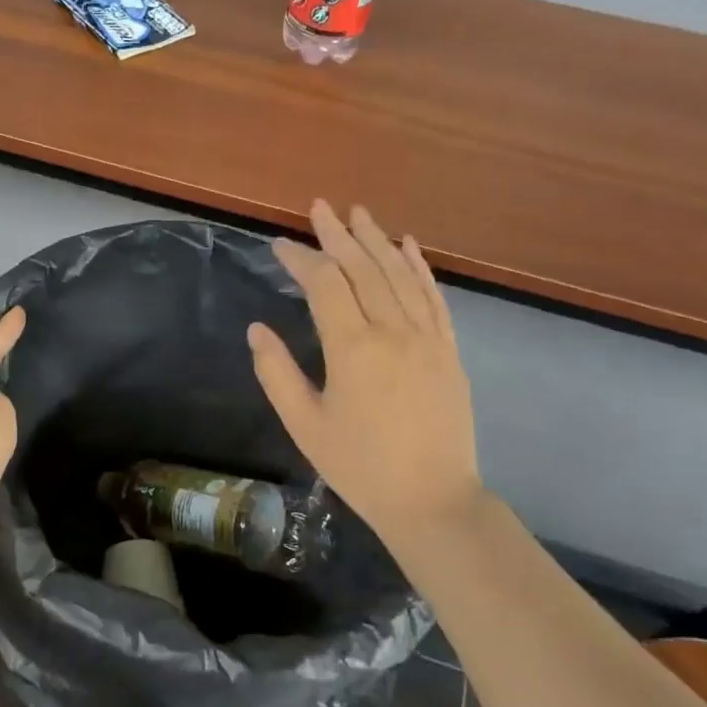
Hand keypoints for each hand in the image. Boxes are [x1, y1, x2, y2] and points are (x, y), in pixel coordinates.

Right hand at [250, 200, 480, 554]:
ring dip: (377, 240)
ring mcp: (427, 338)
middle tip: (319, 207)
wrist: (432, 499)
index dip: (301, 259)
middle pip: (363, 268)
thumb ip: (277, 373)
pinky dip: (419, 267)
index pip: (325, 284)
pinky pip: (433, 297)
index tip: (280, 245)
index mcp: (352, 348)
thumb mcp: (305, 425)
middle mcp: (393, 331)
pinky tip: (409, 245)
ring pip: (399, 274)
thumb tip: (257, 329)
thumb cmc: (359, 466)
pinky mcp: (448, 350)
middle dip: (338, 234)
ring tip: (359, 213)